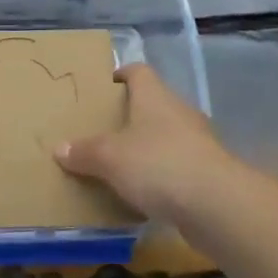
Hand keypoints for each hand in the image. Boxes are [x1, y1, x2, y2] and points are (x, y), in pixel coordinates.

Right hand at [54, 63, 236, 223]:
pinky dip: (161, 175)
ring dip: (147, 147)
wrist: (217, 205)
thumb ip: (84, 152)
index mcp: (154, 96)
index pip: (138, 71)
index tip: (103, 86)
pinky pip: (177, 166)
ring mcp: (197, 142)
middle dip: (130, 115)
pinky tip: (144, 193)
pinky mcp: (207, 172)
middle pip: (152, 104)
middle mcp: (178, 112)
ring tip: (119, 163)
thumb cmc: (158, 164)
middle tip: (102, 129)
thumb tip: (60, 148)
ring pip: (166, 136)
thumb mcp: (110, 158)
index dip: (121, 74)